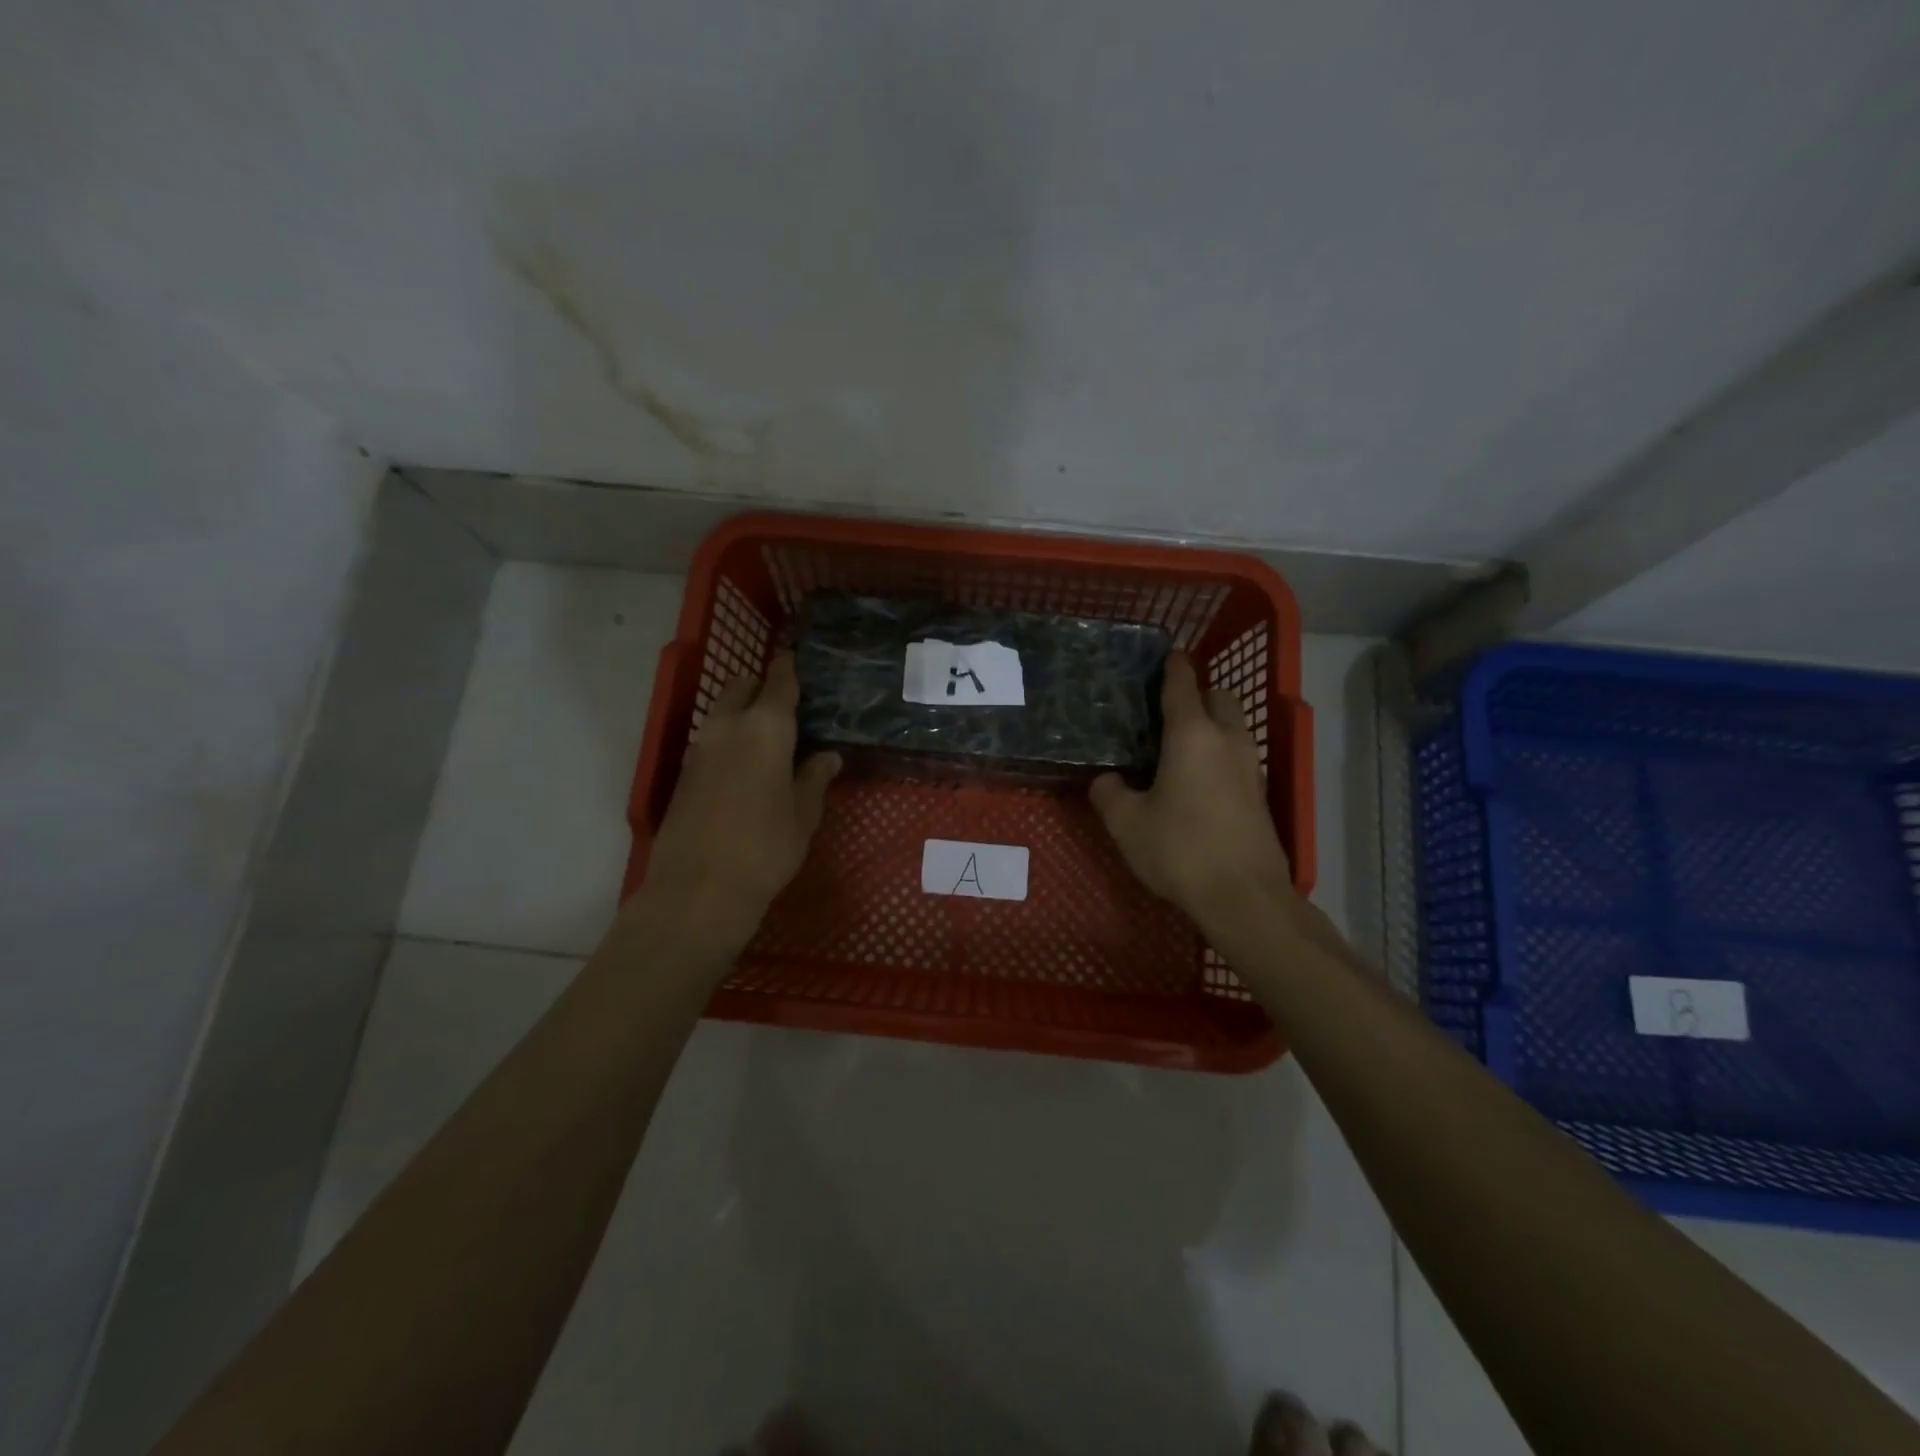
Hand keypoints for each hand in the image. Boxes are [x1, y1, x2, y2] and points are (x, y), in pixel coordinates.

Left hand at [634, 652, 839, 956]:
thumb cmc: (766, 847)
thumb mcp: (804, 813)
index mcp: (766, 727)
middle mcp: (728, 726)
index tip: (802, 663)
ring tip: (772, 739)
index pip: (780, 680)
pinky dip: (730, 739)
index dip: (791, 669)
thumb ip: (814, 777)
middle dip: (763, 687)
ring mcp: (700, 748)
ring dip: (744, 714)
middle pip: (743, 686)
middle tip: (790, 708)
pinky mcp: (685, 772)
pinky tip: (747, 767)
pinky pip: (712, 739)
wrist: (698, 889)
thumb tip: (828, 755)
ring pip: (723, 712)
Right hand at [1090, 652, 1296, 936]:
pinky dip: (1220, 753)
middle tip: (1166, 711)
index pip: (1183, 684)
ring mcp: (1250, 767)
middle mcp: (1227, 740)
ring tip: (1178, 745)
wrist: (1244, 896)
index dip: (1173, 666)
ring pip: (1234, 727)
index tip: (1165, 655)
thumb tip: (1105, 779)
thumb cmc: (1180, 849)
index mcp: (1192, 734)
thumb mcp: (1126, 823)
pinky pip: (1238, 756)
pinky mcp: (1259, 794)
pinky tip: (1196, 779)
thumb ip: (1109, 793)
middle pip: (1219, 698)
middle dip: (1198, 694)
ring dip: (1212, 725)